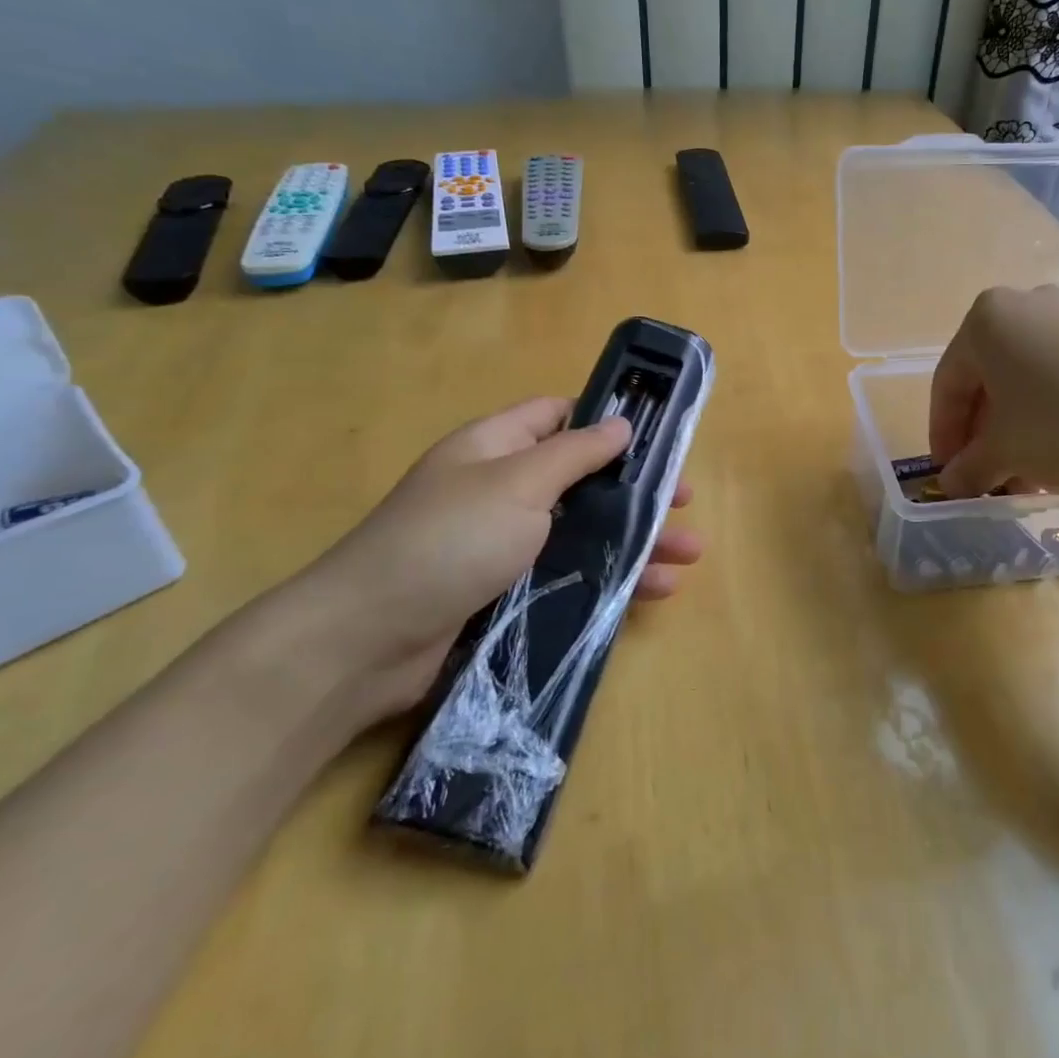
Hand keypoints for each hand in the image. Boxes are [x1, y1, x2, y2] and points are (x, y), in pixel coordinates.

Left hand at [272, 397, 700, 728]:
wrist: (368, 641)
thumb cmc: (449, 540)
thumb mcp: (518, 483)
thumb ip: (576, 453)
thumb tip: (621, 423)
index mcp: (496, 448)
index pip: (558, 417)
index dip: (606, 420)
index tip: (657, 435)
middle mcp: (502, 490)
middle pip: (583, 480)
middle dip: (636, 490)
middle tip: (685, 502)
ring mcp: (506, 546)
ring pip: (585, 532)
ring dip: (637, 539)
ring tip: (690, 553)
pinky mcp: (510, 594)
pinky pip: (572, 575)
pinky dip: (612, 578)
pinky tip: (654, 589)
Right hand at [928, 285, 1058, 500]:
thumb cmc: (1057, 424)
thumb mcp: (1003, 452)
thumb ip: (970, 466)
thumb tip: (953, 484)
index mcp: (986, 319)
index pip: (949, 382)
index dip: (943, 433)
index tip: (948, 471)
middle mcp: (1029, 305)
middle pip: (991, 377)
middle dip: (985, 432)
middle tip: (987, 473)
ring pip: (1032, 378)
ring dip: (1020, 427)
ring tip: (1028, 473)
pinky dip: (1057, 413)